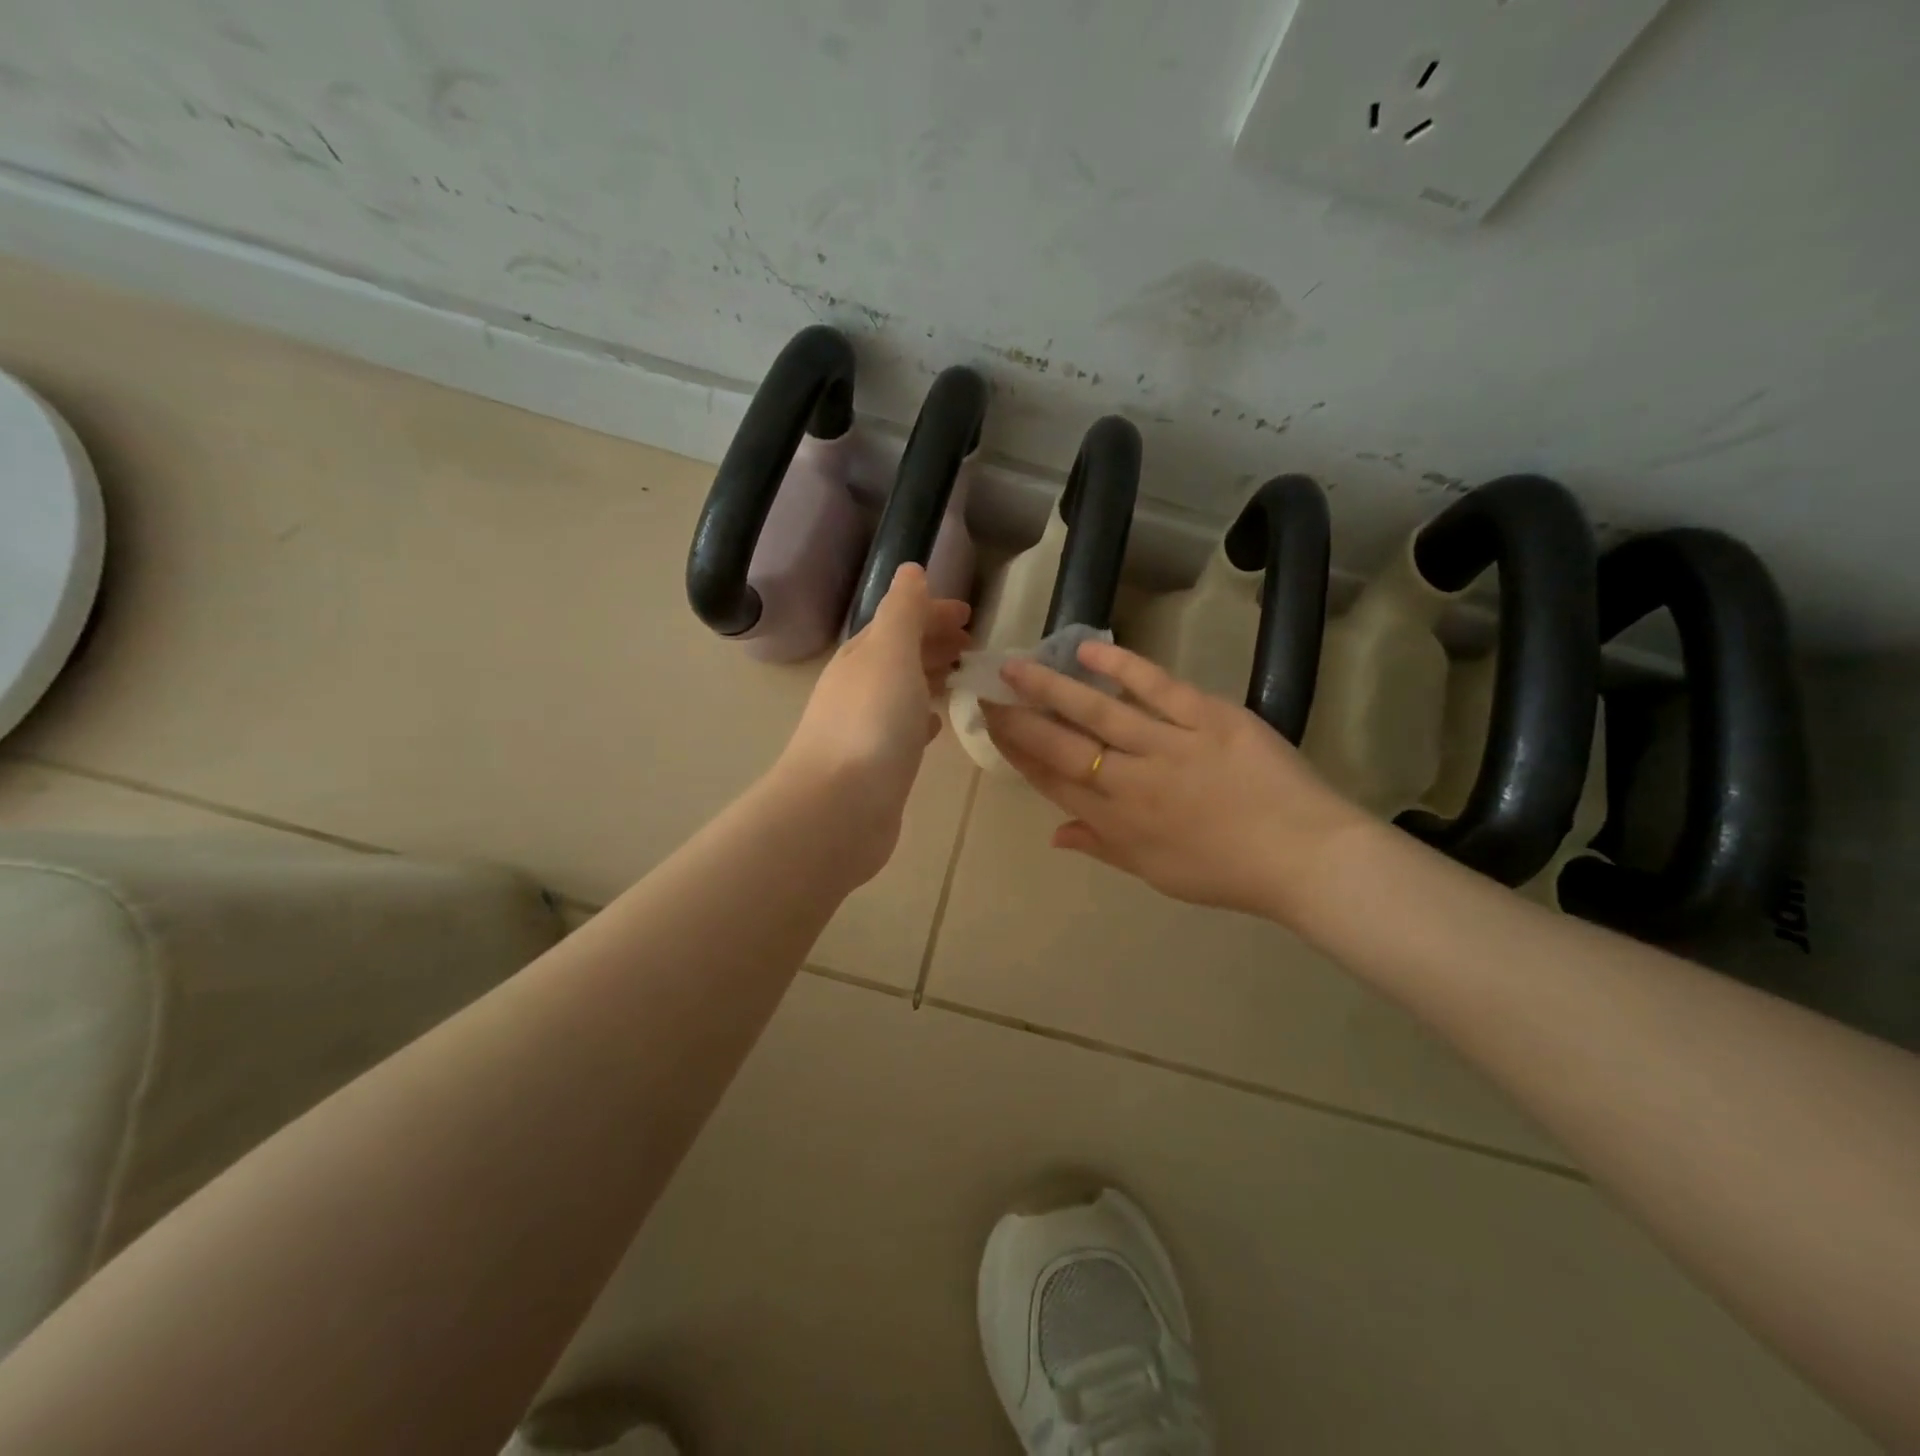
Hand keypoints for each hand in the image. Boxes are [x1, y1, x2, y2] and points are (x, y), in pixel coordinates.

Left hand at [775, 564, 970, 883]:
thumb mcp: (890, 652)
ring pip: (902, 691)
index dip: (932, 612)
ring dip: (928, 678)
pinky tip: (936, 727)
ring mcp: (865, 727)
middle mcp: (859, 687)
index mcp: (862, 656)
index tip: (970, 615)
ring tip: (960, 678)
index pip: (898, 621)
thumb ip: (903, 611)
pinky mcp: (877, 765)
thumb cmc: (871, 723)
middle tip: (972, 646)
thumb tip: (910, 570)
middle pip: (899, 654)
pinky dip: (921, 719)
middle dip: (933, 643)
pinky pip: (903, 729)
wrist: (840, 807)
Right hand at [982, 641, 1372, 922]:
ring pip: (1098, 713)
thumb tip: (1054, 835)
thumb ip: (1102, 848)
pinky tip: (1089, 650)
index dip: (1018, 755)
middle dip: (1019, 720)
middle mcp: (1131, 783)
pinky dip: (1123, 667)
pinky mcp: (1207, 718)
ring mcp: (1168, 747)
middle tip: (987, 693)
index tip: (992, 729)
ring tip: (1017, 666)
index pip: (1053, 783)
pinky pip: (1157, 688)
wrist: (1305, 857)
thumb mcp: (1155, 873)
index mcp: (1118, 823)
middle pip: (1061, 746)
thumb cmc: (1227, 873)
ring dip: (1052, 688)